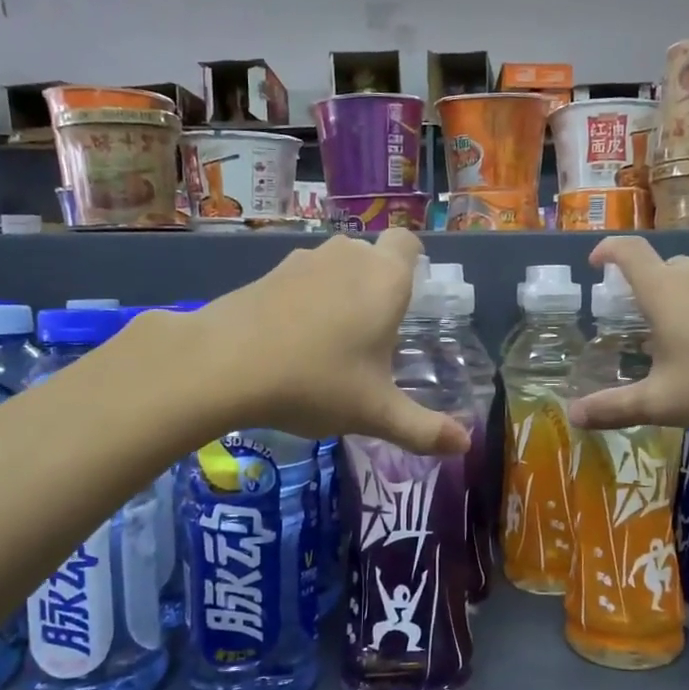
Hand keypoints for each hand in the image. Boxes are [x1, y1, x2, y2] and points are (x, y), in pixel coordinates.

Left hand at [189, 230, 470, 454]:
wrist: (223, 364)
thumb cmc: (316, 382)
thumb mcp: (375, 413)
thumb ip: (423, 430)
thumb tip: (466, 446)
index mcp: (384, 280)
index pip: (408, 243)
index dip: (413, 263)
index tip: (409, 299)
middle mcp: (347, 257)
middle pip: (371, 256)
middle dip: (376, 286)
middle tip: (373, 335)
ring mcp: (302, 261)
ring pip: (334, 267)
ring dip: (338, 293)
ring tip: (331, 343)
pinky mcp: (266, 273)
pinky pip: (300, 280)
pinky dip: (303, 301)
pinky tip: (291, 343)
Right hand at [565, 236, 688, 430]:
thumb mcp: (662, 402)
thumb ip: (614, 407)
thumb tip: (572, 415)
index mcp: (663, 290)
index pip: (628, 252)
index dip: (607, 251)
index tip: (595, 263)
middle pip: (660, 267)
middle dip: (641, 289)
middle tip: (635, 324)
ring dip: (674, 301)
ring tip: (672, 341)